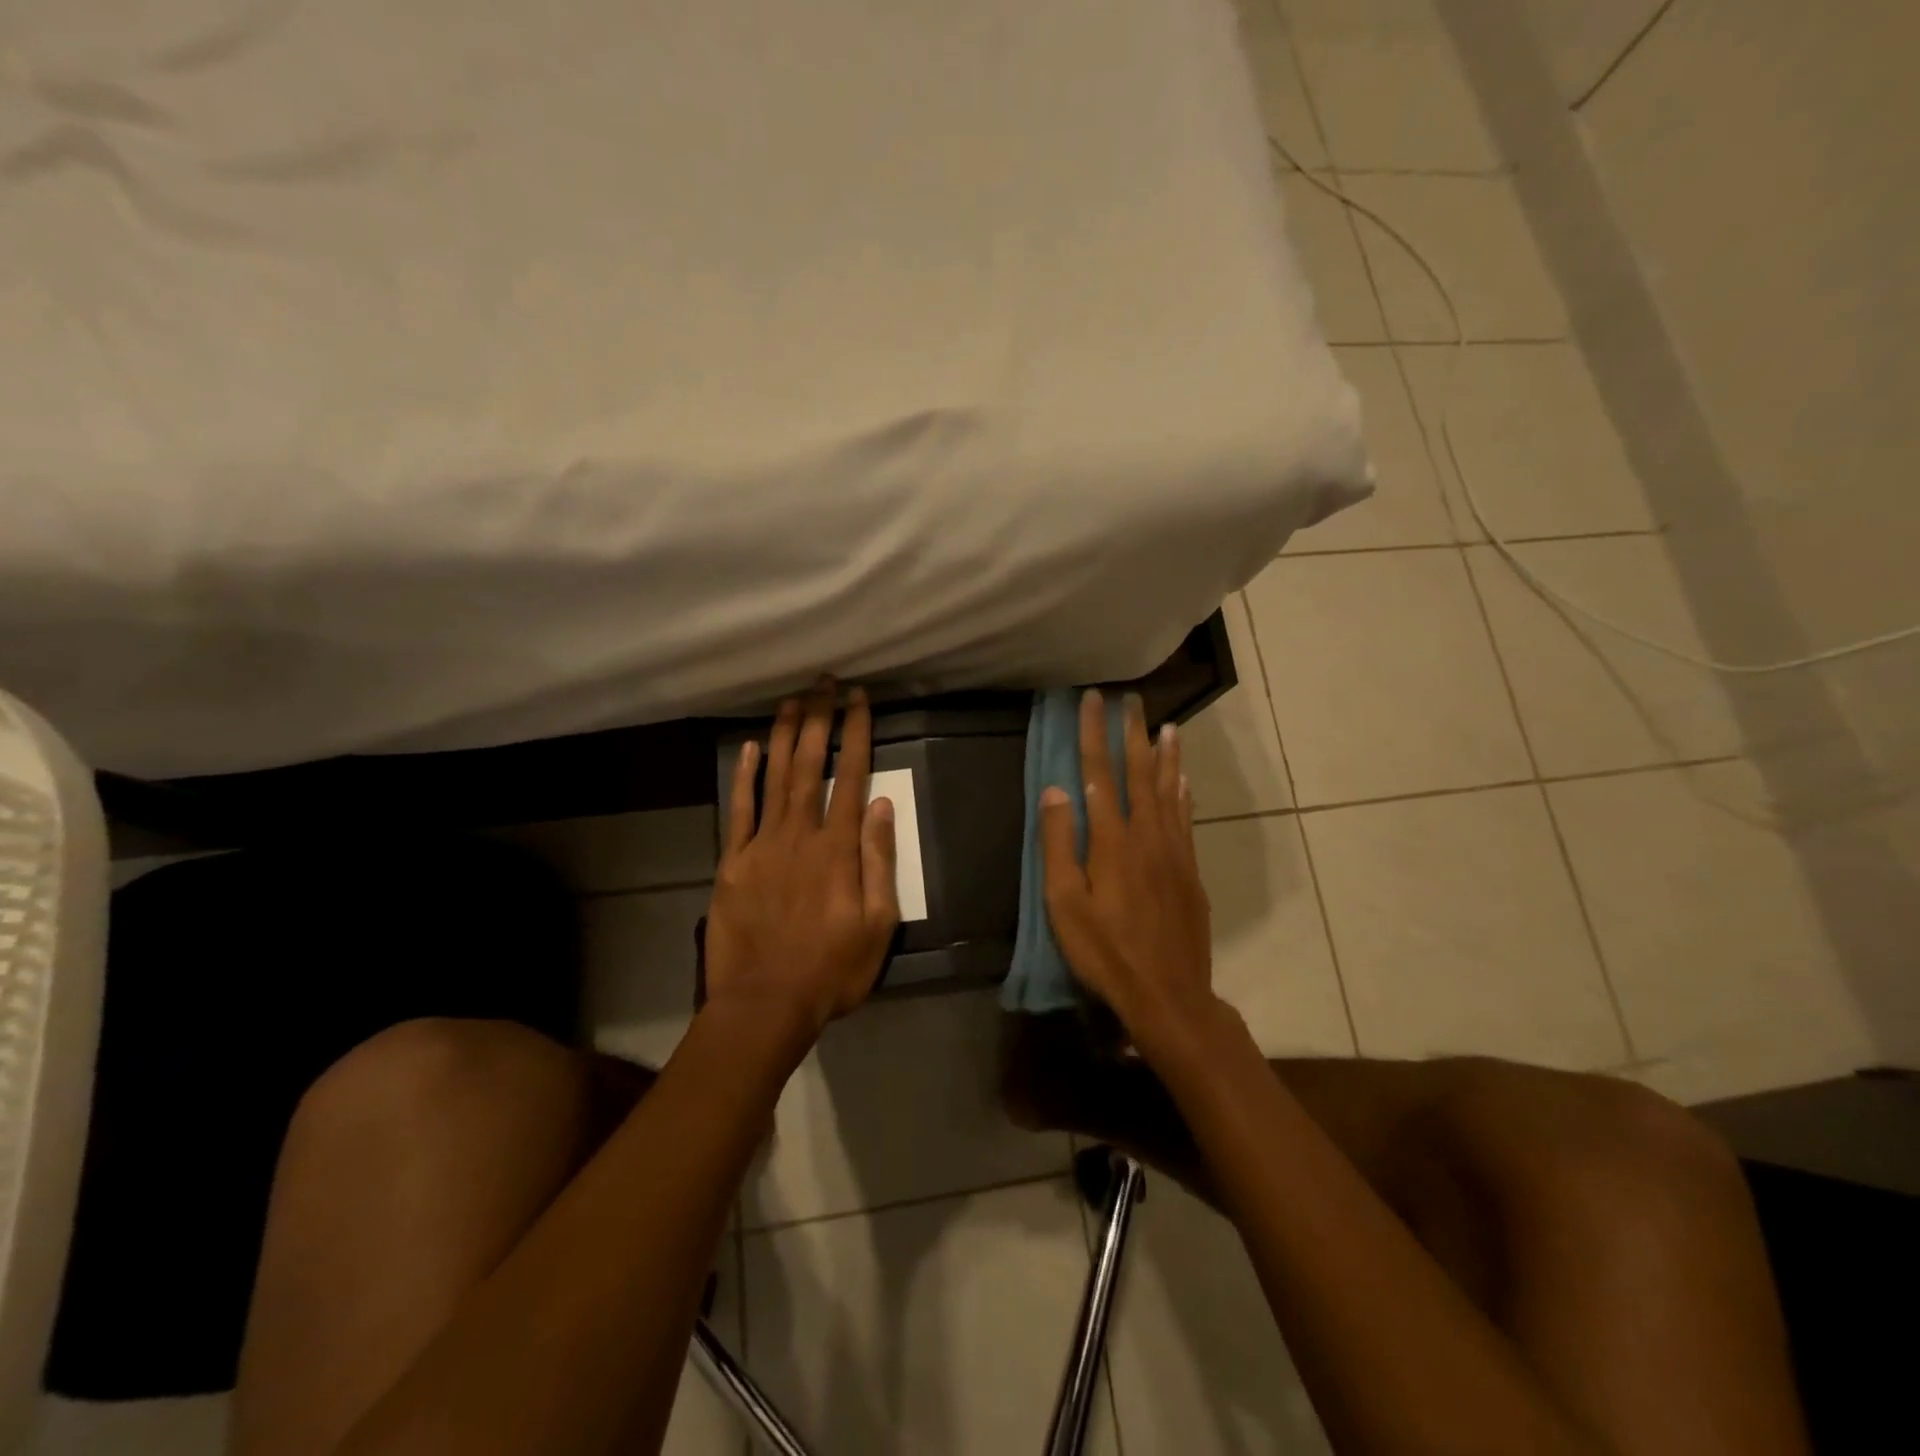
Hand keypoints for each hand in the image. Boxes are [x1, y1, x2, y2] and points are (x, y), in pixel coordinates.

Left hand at [703, 680, 900, 1037]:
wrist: (764, 1003)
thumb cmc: (832, 969)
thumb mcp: (878, 924)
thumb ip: (880, 861)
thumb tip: (884, 806)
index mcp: (839, 848)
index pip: (852, 776)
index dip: (856, 734)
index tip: (859, 699)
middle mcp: (800, 835)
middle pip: (810, 765)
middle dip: (820, 719)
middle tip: (824, 682)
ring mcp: (762, 846)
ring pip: (775, 778)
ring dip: (784, 735)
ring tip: (792, 700)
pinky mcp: (733, 863)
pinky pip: (740, 810)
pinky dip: (744, 777)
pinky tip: (748, 749)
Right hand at [1040, 690, 1217, 1059]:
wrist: (1168, 994)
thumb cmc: (1105, 951)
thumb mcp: (1064, 903)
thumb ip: (1059, 844)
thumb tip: (1056, 790)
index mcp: (1113, 840)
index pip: (1100, 773)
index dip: (1094, 734)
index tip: (1092, 701)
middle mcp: (1148, 835)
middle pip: (1139, 773)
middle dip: (1132, 733)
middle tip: (1131, 701)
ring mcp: (1174, 852)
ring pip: (1170, 791)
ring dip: (1166, 756)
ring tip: (1167, 726)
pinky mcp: (1190, 871)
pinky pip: (1186, 818)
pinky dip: (1184, 792)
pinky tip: (1184, 780)